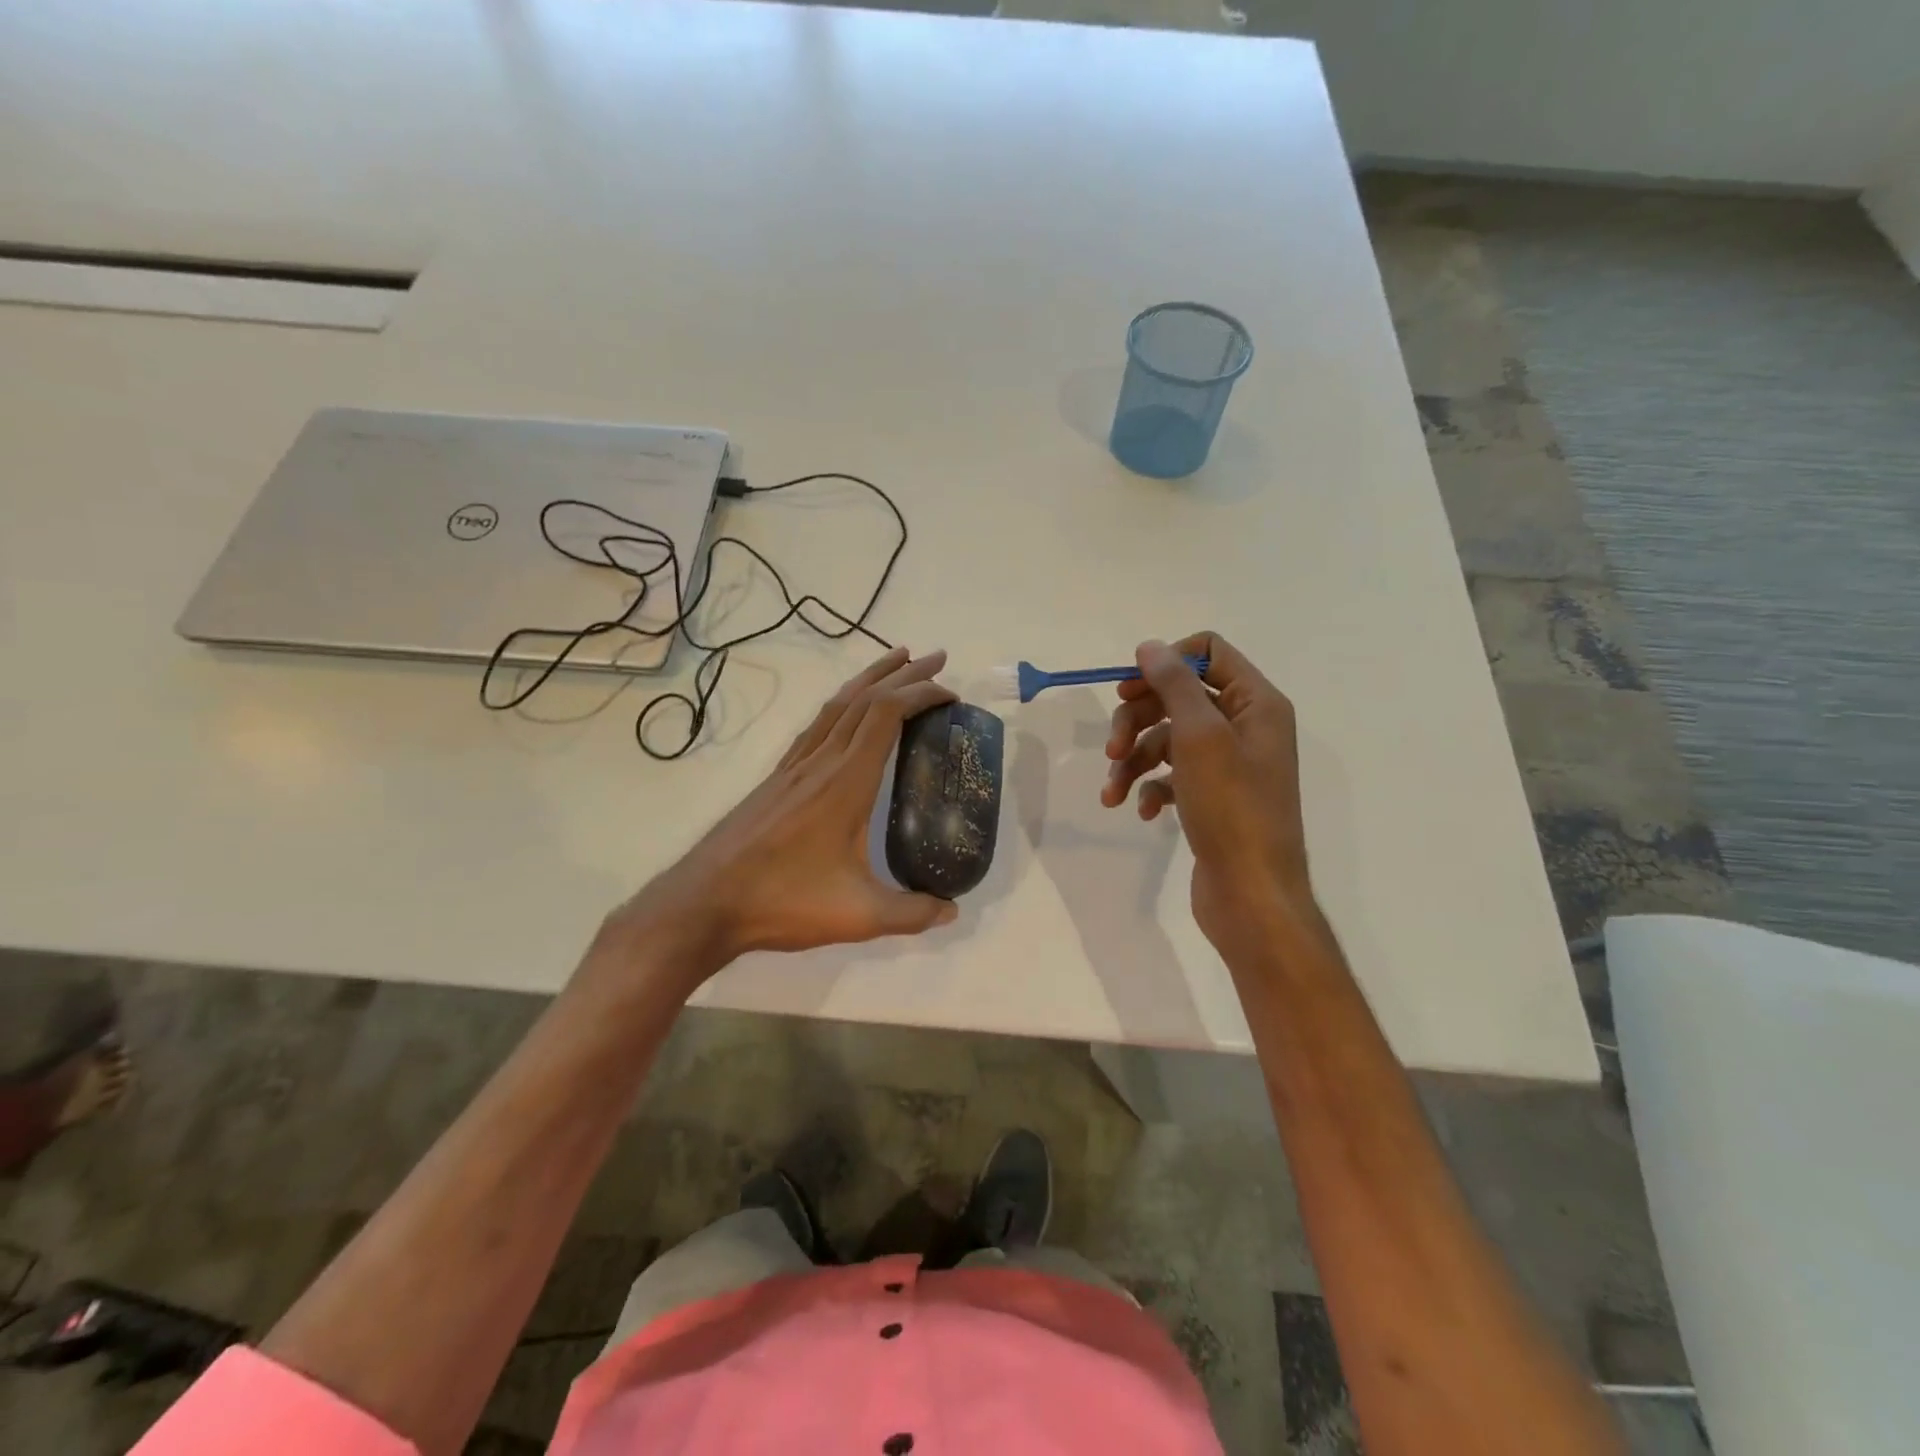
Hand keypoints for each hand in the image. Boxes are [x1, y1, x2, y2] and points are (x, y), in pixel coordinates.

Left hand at [603, 647, 959, 989]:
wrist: (705, 902)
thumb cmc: (783, 902)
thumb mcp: (858, 915)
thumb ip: (911, 913)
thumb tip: (951, 910)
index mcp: (845, 782)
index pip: (887, 715)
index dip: (921, 694)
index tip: (951, 694)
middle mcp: (820, 762)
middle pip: (864, 699)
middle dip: (904, 674)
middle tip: (937, 659)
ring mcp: (794, 767)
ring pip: (836, 705)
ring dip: (870, 678)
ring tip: (898, 661)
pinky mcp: (777, 778)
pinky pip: (816, 724)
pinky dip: (841, 704)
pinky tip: (846, 710)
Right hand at [1101, 632, 1314, 949]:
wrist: (1251, 894)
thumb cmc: (1231, 808)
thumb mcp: (1200, 736)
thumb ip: (1174, 685)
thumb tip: (1150, 646)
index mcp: (1256, 703)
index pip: (1209, 652)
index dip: (1166, 663)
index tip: (1130, 688)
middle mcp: (1245, 727)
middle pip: (1179, 697)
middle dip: (1138, 719)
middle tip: (1112, 748)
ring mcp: (1228, 765)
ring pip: (1167, 739)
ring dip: (1134, 760)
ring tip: (1113, 790)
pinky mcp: (1211, 797)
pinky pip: (1172, 776)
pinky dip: (1151, 788)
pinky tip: (1144, 812)